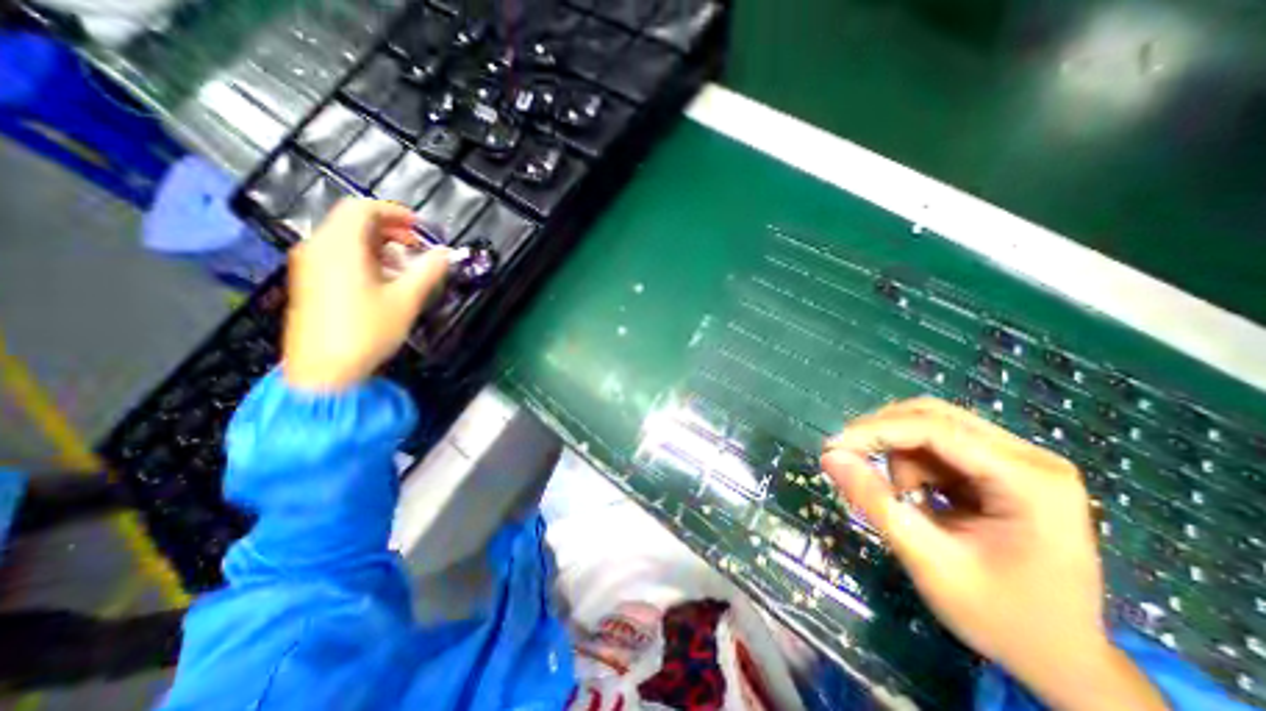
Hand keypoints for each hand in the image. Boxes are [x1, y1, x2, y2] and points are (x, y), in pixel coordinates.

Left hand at [281, 197, 448, 391]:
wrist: (323, 371)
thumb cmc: (366, 331)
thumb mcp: (406, 300)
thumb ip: (428, 271)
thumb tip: (445, 253)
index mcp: (341, 247)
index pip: (362, 209)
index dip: (395, 212)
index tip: (420, 227)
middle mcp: (320, 249)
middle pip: (353, 222)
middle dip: (390, 229)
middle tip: (417, 247)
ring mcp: (311, 266)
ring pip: (346, 240)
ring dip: (380, 246)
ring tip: (406, 267)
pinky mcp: (312, 284)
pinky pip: (339, 257)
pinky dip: (365, 259)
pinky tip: (385, 282)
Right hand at [821, 396, 1165, 710]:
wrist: (1062, 661)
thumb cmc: (1001, 618)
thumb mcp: (928, 561)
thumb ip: (875, 503)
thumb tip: (829, 457)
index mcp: (1029, 480)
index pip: (934, 429)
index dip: (874, 432)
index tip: (831, 448)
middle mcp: (1028, 457)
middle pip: (932, 417)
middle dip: (884, 438)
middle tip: (849, 462)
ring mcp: (1017, 460)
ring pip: (929, 427)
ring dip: (900, 457)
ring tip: (907, 503)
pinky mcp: (1001, 467)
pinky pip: (937, 445)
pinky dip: (912, 466)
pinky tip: (920, 499)